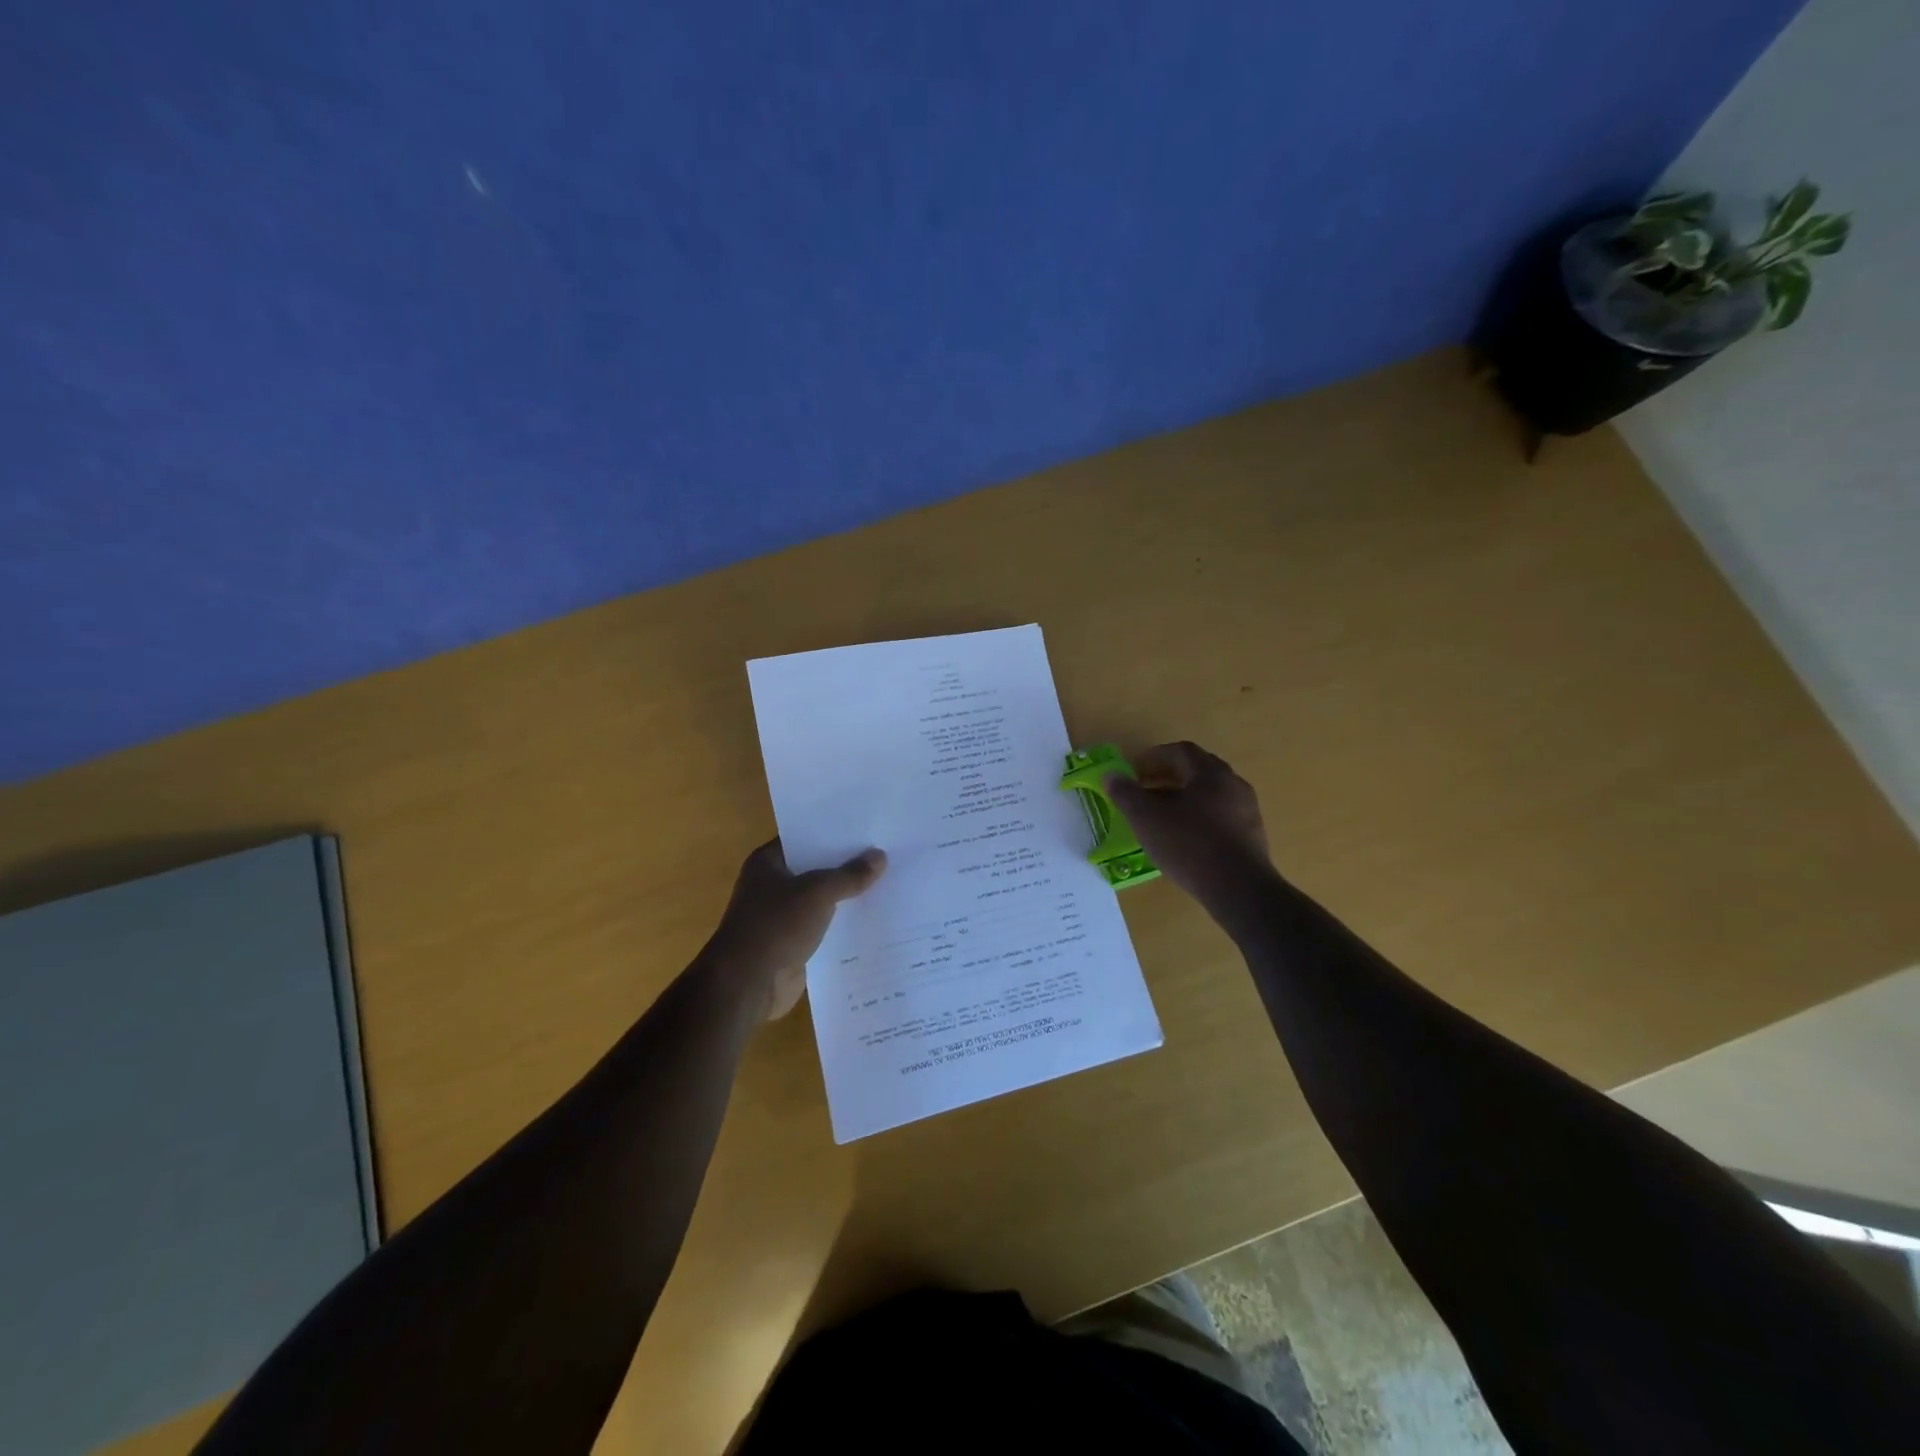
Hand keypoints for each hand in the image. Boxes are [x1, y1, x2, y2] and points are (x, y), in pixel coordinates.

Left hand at [703, 839, 886, 1019]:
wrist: (747, 985)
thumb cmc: (776, 926)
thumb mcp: (818, 892)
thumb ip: (849, 875)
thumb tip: (880, 856)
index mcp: (768, 863)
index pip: (805, 838)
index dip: (834, 833)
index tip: (868, 828)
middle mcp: (772, 885)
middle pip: (816, 869)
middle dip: (846, 865)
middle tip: (886, 853)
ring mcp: (782, 916)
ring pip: (822, 900)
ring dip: (847, 896)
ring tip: (888, 883)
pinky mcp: (793, 943)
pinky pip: (824, 927)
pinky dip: (844, 925)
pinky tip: (875, 918)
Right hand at [1106, 742, 1272, 907]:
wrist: (1239, 889)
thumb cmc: (1189, 844)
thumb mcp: (1146, 818)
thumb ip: (1126, 793)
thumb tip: (1111, 774)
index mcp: (1210, 773)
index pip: (1181, 751)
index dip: (1155, 756)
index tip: (1135, 769)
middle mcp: (1233, 784)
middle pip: (1198, 770)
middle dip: (1169, 776)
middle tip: (1146, 789)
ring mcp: (1247, 811)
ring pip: (1210, 795)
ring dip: (1184, 798)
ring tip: (1162, 816)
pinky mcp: (1252, 836)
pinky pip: (1221, 817)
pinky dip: (1199, 818)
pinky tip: (1184, 838)